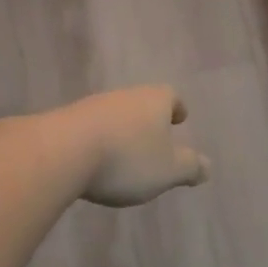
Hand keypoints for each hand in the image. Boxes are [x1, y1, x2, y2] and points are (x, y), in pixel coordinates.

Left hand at [59, 86, 209, 206]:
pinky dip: (97, 141)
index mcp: (154, 100)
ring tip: (125, 154)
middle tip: (155, 139)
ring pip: (114, 115)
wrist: (60, 153)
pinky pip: (90, 129)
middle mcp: (123, 96)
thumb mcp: (168, 170)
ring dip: (121, 131)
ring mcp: (91, 106)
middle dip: (148, 120)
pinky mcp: (64, 122)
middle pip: (141, 103)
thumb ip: (190, 167)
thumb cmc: (126, 159)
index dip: (177, 107)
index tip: (181, 118)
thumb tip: (207, 166)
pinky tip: (95, 161)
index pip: (171, 96)